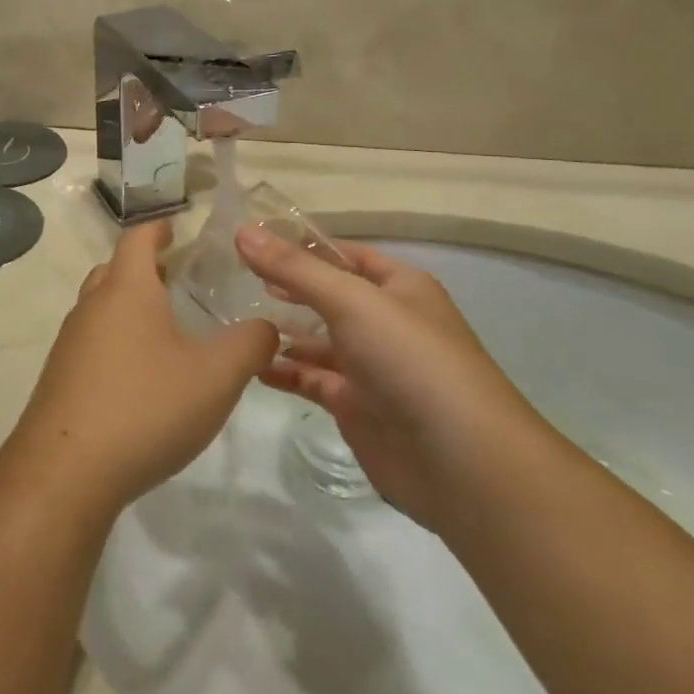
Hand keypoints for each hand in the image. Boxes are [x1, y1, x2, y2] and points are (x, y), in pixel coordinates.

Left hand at [0, 221, 279, 517]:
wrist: (66, 471)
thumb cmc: (146, 406)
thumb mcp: (216, 376)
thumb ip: (250, 344)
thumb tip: (266, 326)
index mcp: (126, 289)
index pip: (138, 238)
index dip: (159, 228)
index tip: (176, 228)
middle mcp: (91, 306)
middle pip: (114, 270)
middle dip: (144, 269)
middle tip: (178, 279)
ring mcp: (69, 343)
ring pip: (100, 308)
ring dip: (128, 308)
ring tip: (165, 330)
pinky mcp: (60, 379)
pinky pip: (91, 345)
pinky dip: (116, 344)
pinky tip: (139, 378)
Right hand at [235, 226, 543, 527]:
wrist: (461, 461)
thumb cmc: (410, 360)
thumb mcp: (351, 301)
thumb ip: (294, 268)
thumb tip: (242, 232)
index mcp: (398, 286)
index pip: (342, 254)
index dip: (300, 246)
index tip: (249, 240)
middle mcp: (385, 321)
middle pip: (327, 296)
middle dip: (285, 287)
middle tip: (232, 278)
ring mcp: (370, 366)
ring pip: (316, 340)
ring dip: (280, 330)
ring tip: (232, 319)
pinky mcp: (355, 406)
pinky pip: (311, 379)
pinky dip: (282, 370)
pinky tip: (249, 363)